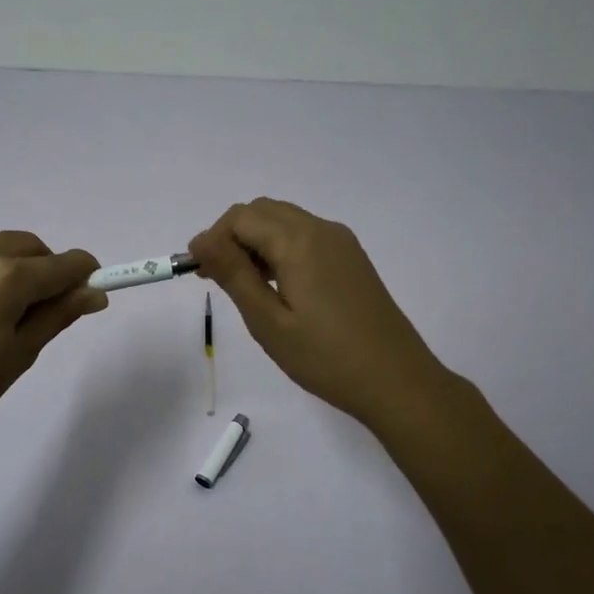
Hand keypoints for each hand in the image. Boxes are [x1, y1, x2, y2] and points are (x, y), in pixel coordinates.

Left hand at [0, 231, 107, 457]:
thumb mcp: (18, 355)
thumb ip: (58, 315)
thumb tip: (95, 292)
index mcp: (7, 277)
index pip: (65, 263)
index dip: (86, 276)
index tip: (90, 294)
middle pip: (32, 247)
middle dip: (48, 271)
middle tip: (42, 313)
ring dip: (13, 269)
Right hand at [188, 198, 448, 428]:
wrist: (396, 381)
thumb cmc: (325, 357)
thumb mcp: (268, 321)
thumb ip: (234, 274)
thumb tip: (200, 241)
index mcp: (299, 241)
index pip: (241, 218)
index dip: (212, 238)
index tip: (197, 272)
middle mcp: (321, 229)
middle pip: (262, 212)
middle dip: (231, 235)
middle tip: (215, 277)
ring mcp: (341, 242)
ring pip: (284, 221)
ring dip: (255, 241)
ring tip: (242, 284)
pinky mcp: (351, 258)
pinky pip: (305, 236)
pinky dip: (280, 248)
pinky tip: (276, 285)